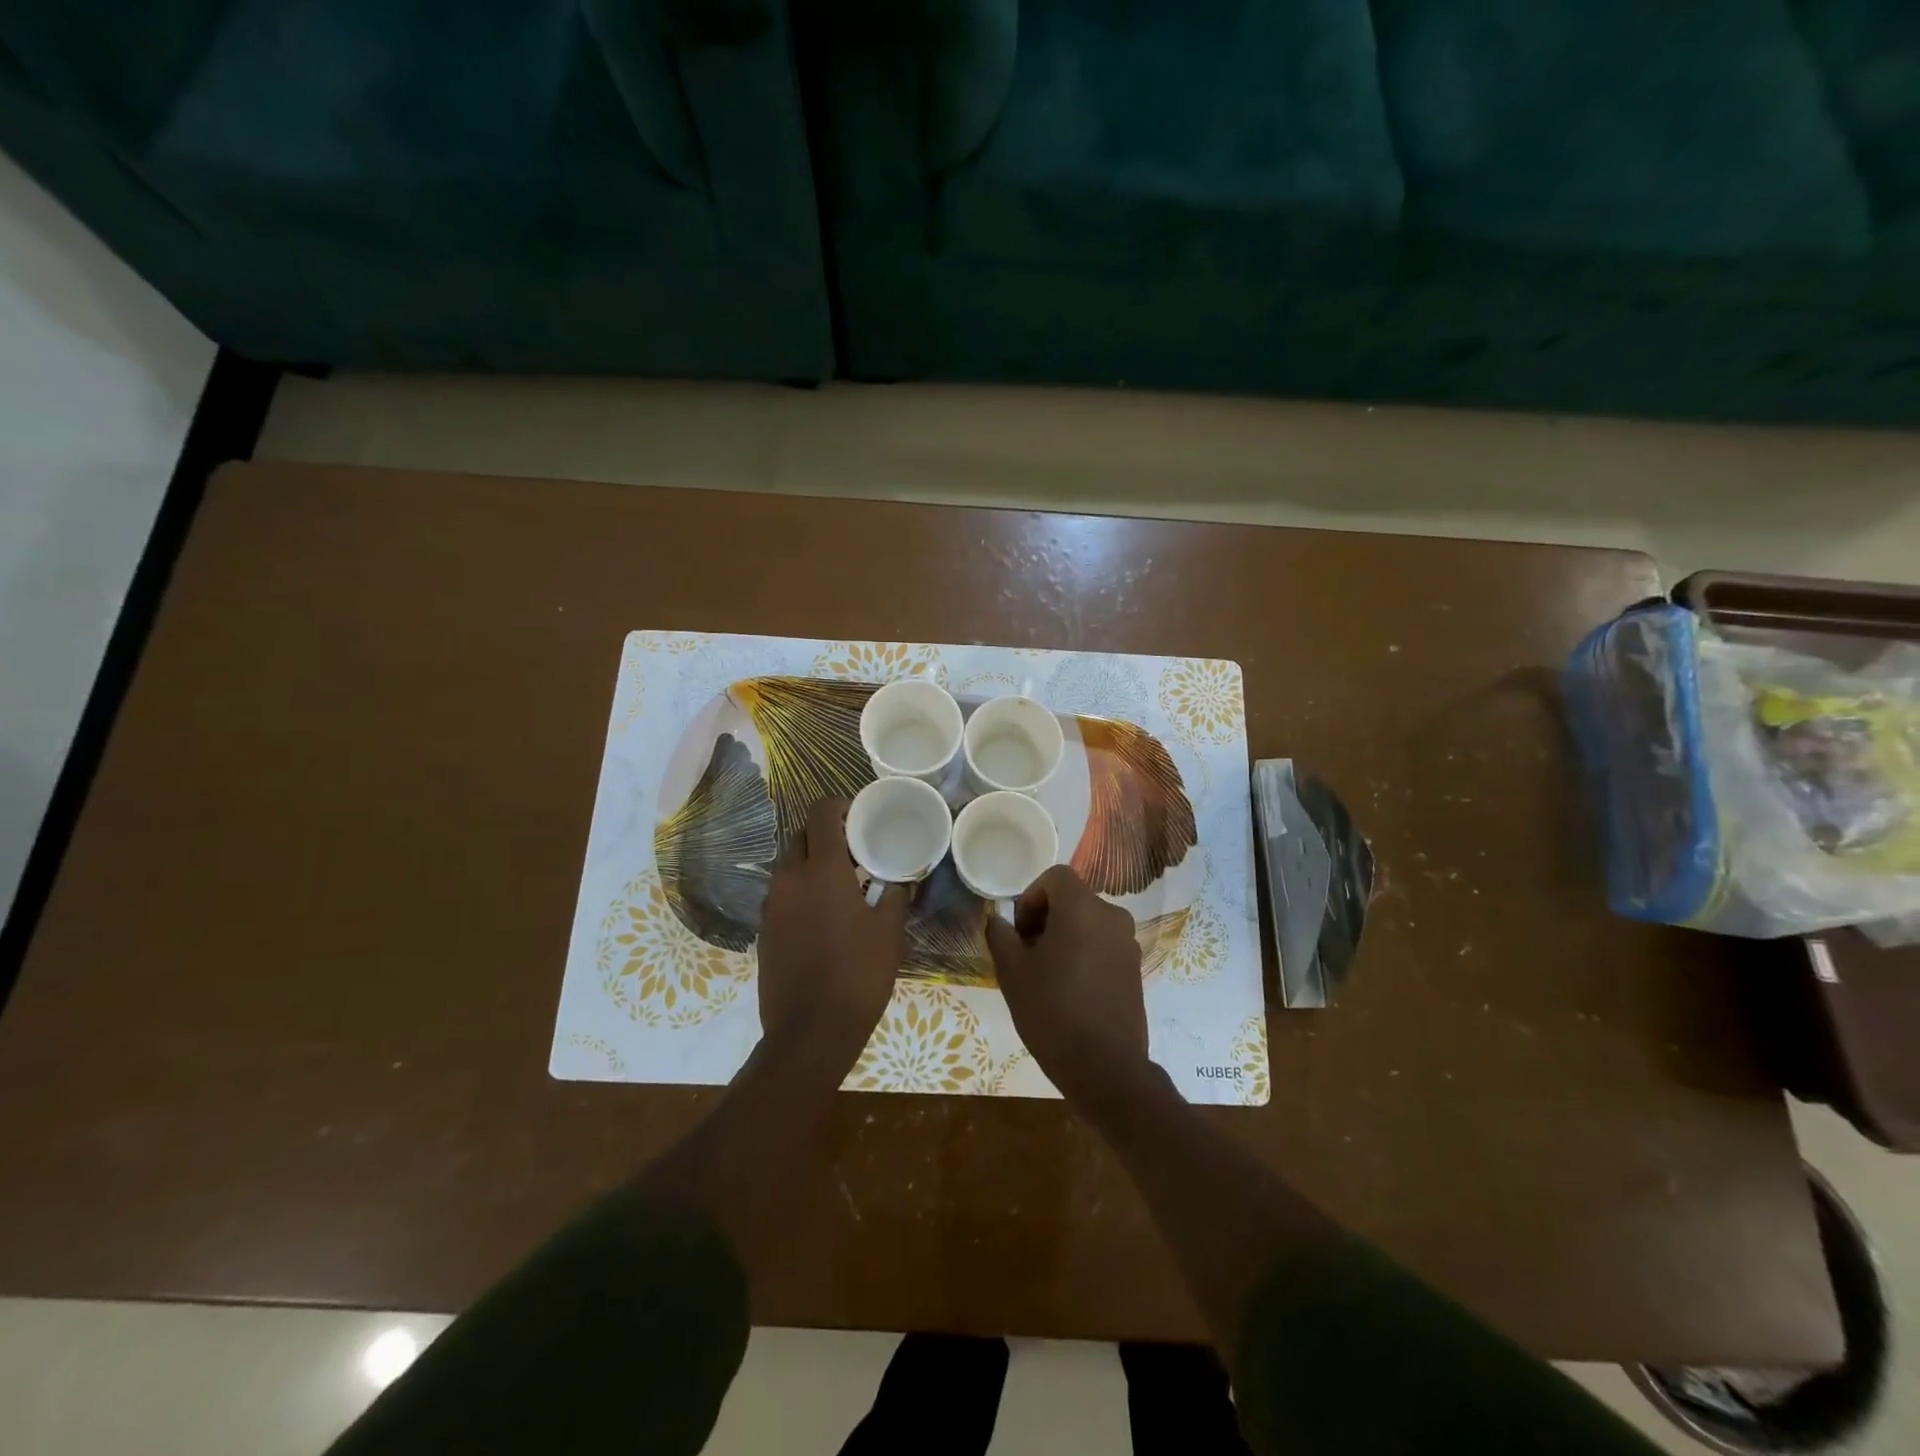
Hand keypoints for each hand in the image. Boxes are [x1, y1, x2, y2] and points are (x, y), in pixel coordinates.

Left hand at [757, 797, 909, 1070]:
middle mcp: (789, 878)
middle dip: (826, 835)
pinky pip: (782, 893)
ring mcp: (771, 905)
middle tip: (855, 851)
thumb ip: (895, 894)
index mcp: (821, 870)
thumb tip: (900, 879)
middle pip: (801, 836)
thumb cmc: (858, 974)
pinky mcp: (764, 930)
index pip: (821, 813)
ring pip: (789, 865)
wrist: (810, 1031)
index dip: (839, 806)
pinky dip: (801, 890)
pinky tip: (824, 915)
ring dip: (812, 863)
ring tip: (842, 884)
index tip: (860, 817)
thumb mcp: (889, 932)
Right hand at [985, 865, 1148, 1103]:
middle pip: (1073, 899)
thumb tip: (999, 920)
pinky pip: (1103, 944)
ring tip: (1046, 974)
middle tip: (1026, 953)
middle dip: (1045, 918)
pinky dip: (1084, 953)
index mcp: (1082, 908)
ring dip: (1064, 936)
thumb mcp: (1012, 972)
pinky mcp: (1135, 968)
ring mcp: (1128, 943)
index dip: (1031, 897)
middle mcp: (1112, 916)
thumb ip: (1001, 936)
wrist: (1105, 1067)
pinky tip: (1070, 989)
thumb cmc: (1052, 1011)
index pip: (1055, 877)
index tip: (1019, 931)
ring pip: (1088, 923)